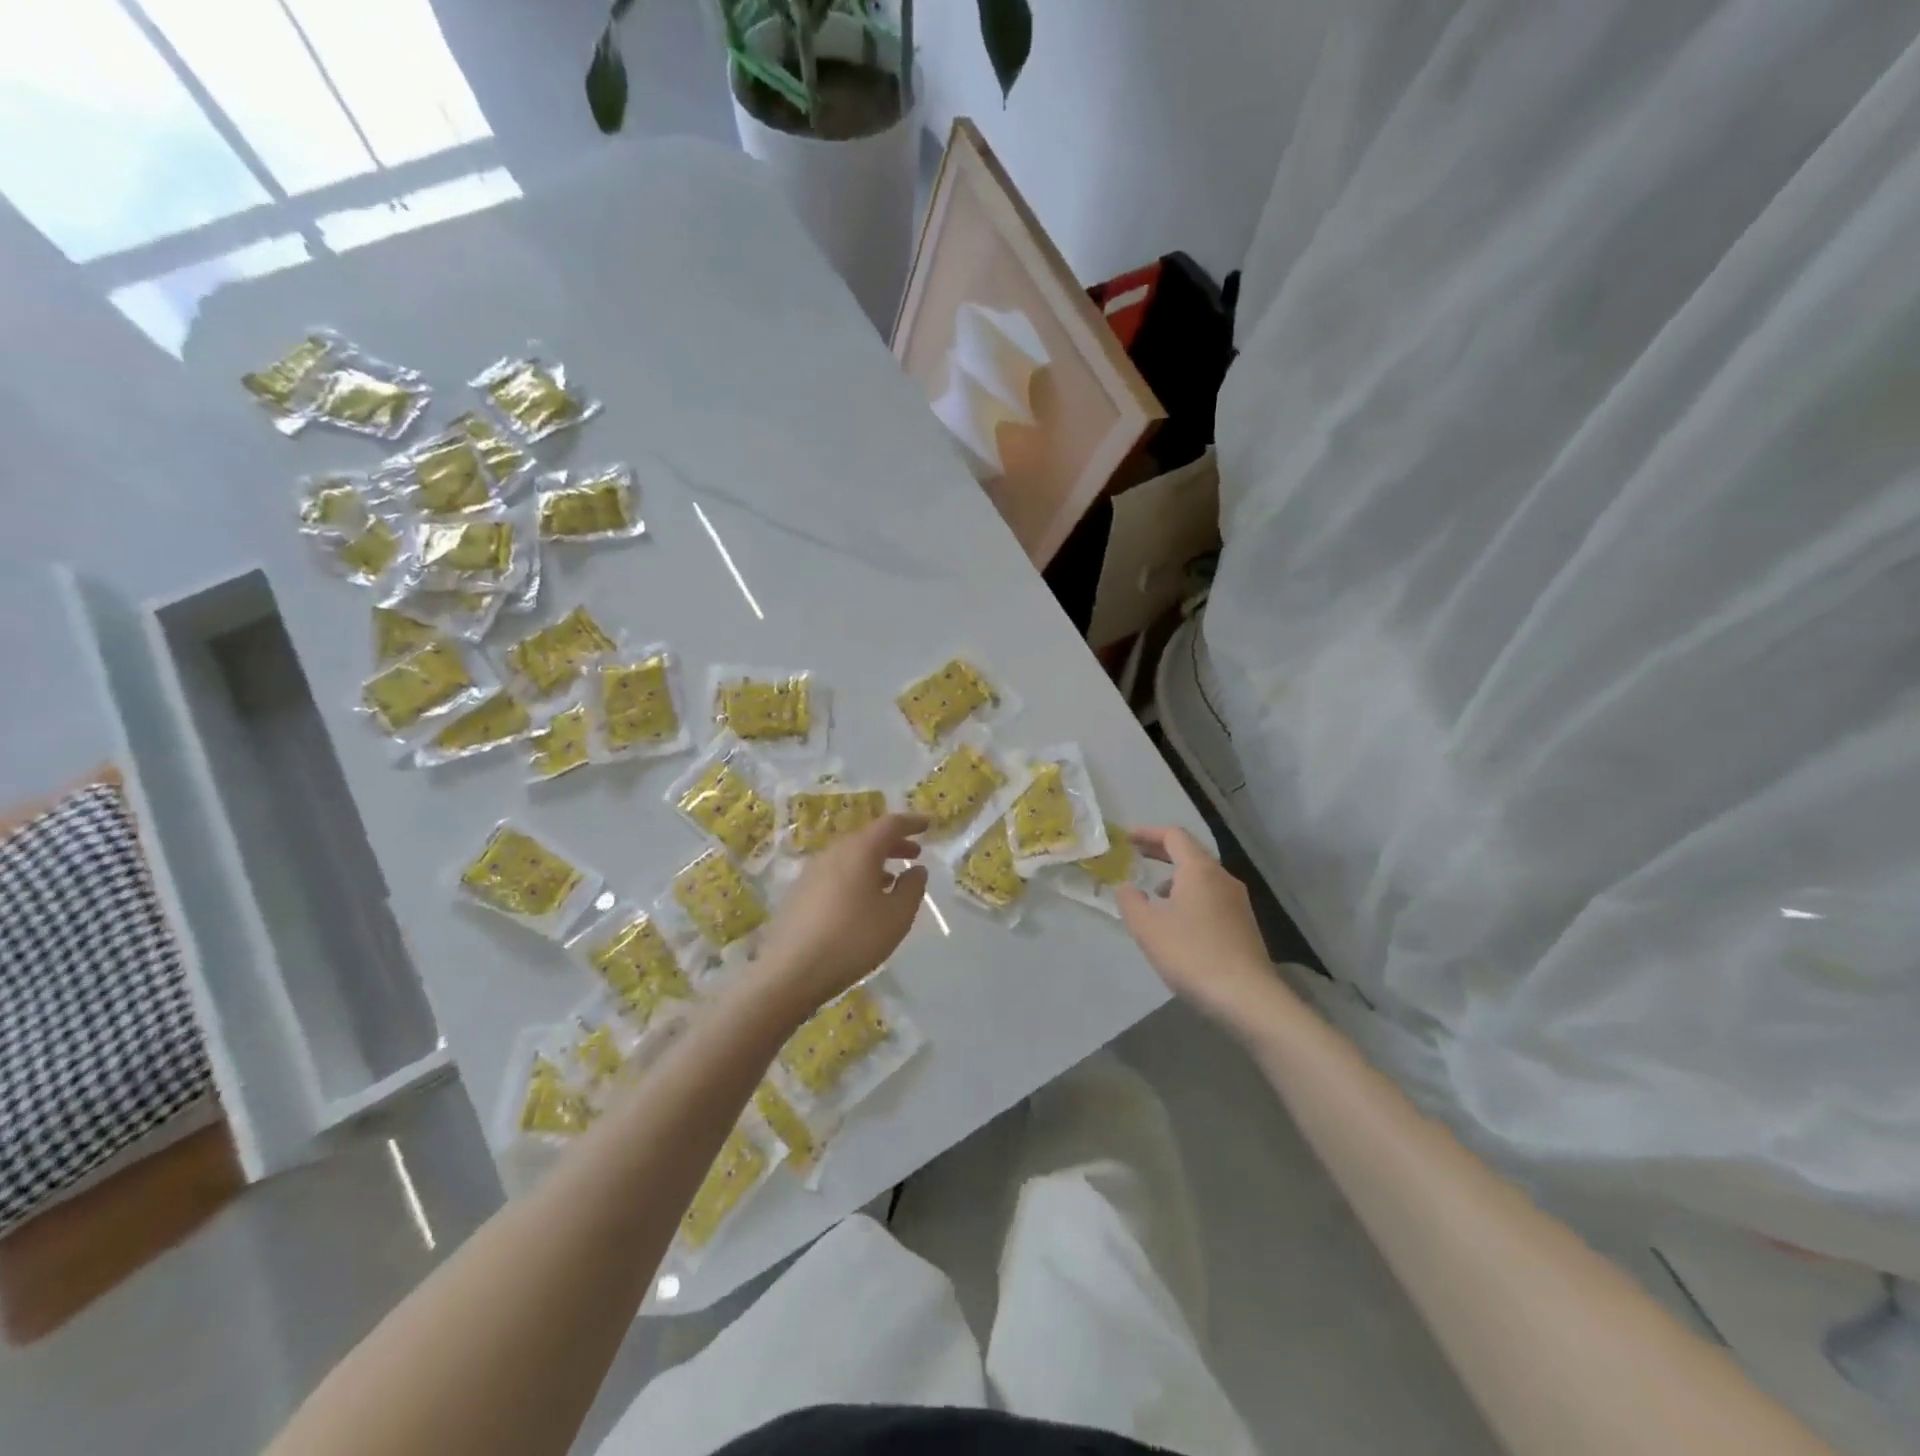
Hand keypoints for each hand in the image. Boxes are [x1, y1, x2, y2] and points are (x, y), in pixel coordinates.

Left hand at [755, 813, 928, 1020]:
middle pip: (867, 838)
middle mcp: (833, 853)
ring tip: (891, 880)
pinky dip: (855, 877)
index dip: (911, 822)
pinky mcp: (799, 893)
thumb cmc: (853, 939)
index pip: (890, 824)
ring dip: (874, 862)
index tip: (928, 824)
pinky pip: (835, 873)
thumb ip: (912, 889)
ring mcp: (812, 872)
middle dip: (893, 843)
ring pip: (850, 857)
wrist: (791, 972)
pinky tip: (861, 901)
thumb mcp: (896, 917)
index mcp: (859, 851)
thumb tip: (916, 869)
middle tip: (914, 852)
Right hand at [1117, 827, 1273, 1025]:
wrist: (1247, 997)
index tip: (1127, 838)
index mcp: (1199, 869)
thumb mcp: (1147, 928)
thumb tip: (1126, 887)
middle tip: (1136, 856)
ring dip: (1176, 875)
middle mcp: (1222, 877)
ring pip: (1203, 875)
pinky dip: (1191, 894)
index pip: (1173, 835)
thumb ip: (1130, 901)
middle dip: (1161, 851)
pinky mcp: (1243, 923)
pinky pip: (1212, 895)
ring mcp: (1237, 901)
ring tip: (1154, 892)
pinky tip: (1179, 920)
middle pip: (1190, 852)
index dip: (1147, 833)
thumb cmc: (1192, 954)